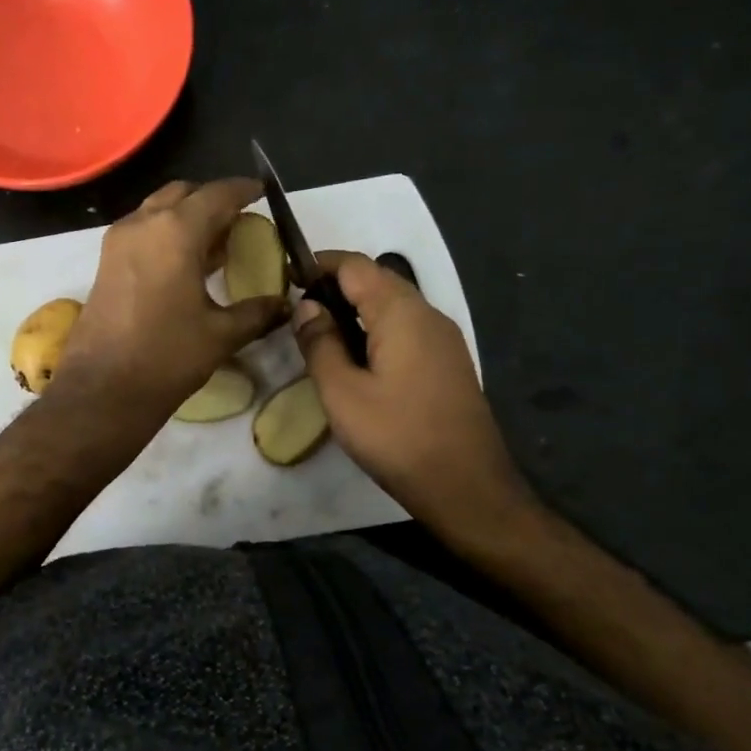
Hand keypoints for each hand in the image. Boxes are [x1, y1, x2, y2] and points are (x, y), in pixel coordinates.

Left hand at [55, 178, 288, 422]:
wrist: (103, 390)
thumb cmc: (166, 357)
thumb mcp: (221, 335)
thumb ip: (257, 312)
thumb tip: (284, 304)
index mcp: (175, 232)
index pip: (217, 194)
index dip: (243, 190)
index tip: (262, 193)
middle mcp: (143, 224)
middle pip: (183, 194)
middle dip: (212, 200)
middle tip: (238, 221)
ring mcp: (118, 242)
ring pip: (158, 210)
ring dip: (186, 217)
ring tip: (215, 243)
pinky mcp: (106, 263)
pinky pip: (142, 232)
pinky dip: (166, 234)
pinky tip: (185, 264)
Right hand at [293, 252, 533, 537]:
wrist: (465, 486)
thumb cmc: (397, 437)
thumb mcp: (342, 392)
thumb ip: (320, 343)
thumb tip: (306, 306)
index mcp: (402, 313)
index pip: (355, 265)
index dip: (318, 264)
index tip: (285, 277)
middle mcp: (428, 314)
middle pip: (377, 280)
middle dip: (336, 286)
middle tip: (298, 311)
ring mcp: (443, 339)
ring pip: (393, 305)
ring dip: (355, 309)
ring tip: (320, 336)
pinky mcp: (447, 362)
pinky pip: (406, 329)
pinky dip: (375, 330)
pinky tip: (356, 360)